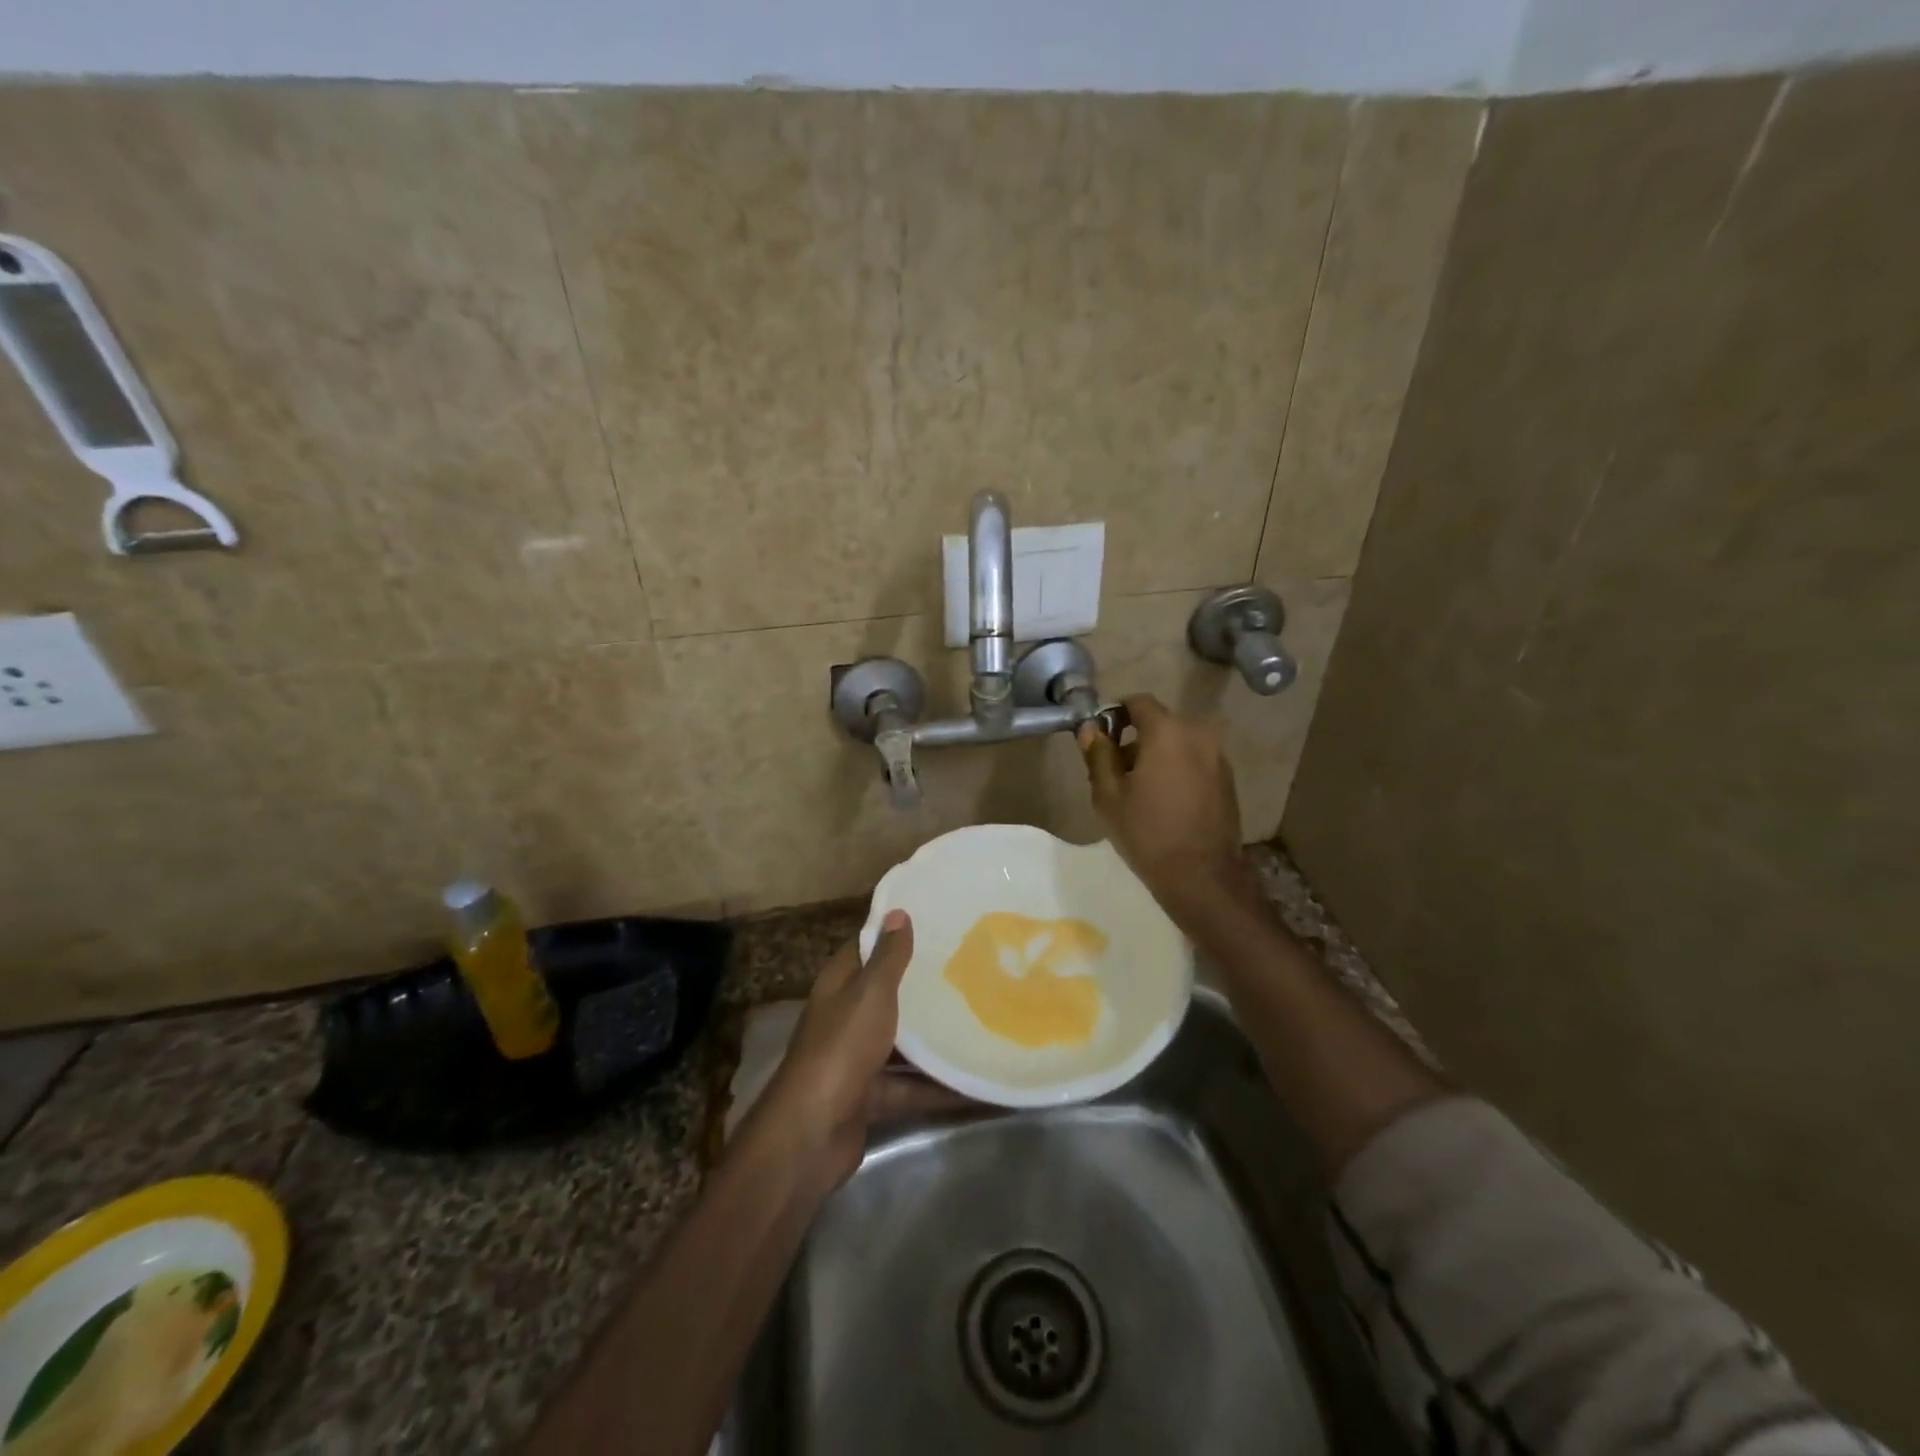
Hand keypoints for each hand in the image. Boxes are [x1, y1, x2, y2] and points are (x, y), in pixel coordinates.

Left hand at [748, 911, 964, 1193]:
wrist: (811, 1134)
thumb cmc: (842, 1048)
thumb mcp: (870, 994)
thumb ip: (888, 957)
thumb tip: (897, 911)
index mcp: (839, 985)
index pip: (867, 948)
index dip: (894, 934)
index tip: (937, 923)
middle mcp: (846, 1018)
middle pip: (887, 996)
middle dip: (923, 987)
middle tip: (971, 970)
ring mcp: (857, 1061)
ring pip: (903, 1044)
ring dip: (936, 1040)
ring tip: (982, 1024)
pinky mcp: (871, 1099)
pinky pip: (912, 1087)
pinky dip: (940, 1088)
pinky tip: (979, 1085)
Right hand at [1076, 695, 1250, 914]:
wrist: (1201, 876)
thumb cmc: (1147, 832)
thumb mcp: (1108, 794)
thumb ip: (1098, 754)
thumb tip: (1091, 729)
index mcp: (1167, 731)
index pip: (1138, 702)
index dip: (1116, 713)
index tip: (1101, 737)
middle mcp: (1199, 733)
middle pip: (1160, 723)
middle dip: (1136, 739)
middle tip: (1115, 770)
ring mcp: (1218, 756)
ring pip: (1179, 743)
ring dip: (1158, 755)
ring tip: (1139, 790)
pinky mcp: (1228, 779)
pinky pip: (1195, 761)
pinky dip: (1177, 769)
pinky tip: (1165, 801)